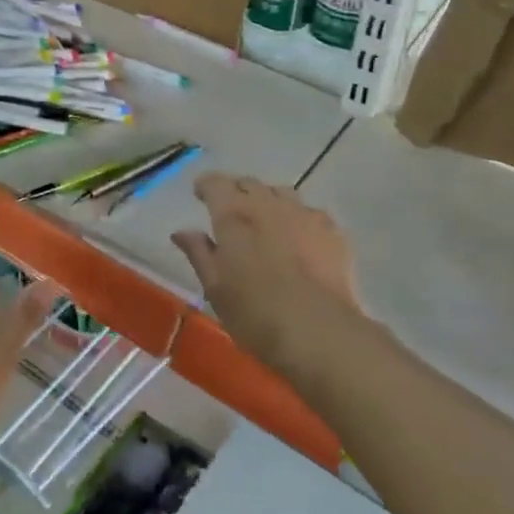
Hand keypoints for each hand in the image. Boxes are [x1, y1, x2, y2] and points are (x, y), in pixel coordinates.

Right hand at [171, 174, 361, 376]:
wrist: (318, 330)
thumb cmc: (255, 312)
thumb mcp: (215, 287)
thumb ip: (198, 253)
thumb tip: (181, 232)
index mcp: (233, 214)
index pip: (215, 183)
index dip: (206, 186)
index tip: (200, 194)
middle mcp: (267, 204)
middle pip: (249, 183)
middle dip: (237, 191)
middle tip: (231, 212)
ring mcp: (304, 214)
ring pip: (282, 193)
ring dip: (269, 201)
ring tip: (267, 222)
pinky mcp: (332, 231)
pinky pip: (310, 213)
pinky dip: (299, 219)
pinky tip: (300, 239)